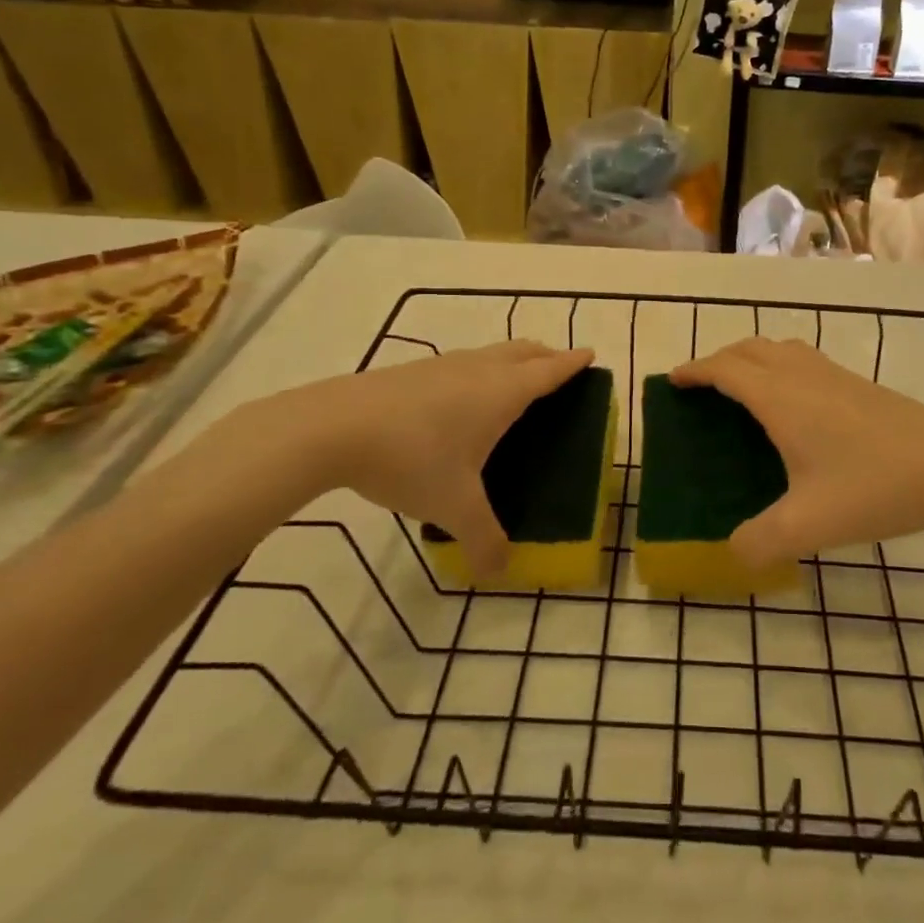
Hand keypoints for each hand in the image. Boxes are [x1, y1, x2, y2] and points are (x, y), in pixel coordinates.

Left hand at [246, 341, 593, 574]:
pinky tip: (458, 400)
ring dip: (511, 360)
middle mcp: (478, 370)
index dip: (573, 363)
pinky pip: (460, 364)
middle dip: (546, 355)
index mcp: (502, 393)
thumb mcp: (453, 507)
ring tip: (513, 382)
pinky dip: (477, 371)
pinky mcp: (410, 372)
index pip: (549, 370)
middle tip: (559, 367)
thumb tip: (500, 572)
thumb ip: (483, 540)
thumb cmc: (412, 459)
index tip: (591, 354)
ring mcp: (441, 366)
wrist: (332, 427)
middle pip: (523, 351)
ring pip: (489, 353)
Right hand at [670, 338, 923, 568]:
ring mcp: (835, 376)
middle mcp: (803, 376)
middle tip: (704, 386)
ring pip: (781, 349)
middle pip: (750, 349)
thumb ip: (760, 542)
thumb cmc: (874, 486)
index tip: (673, 380)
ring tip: (744, 389)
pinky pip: (806, 361)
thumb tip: (733, 554)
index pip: (725, 369)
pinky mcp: (860, 386)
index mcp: (780, 398)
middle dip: (719, 359)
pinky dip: (782, 367)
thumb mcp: (808, 525)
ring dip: (753, 359)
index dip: (695, 370)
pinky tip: (797, 404)